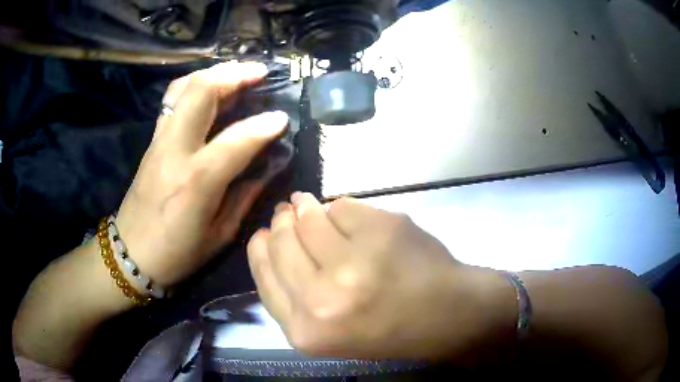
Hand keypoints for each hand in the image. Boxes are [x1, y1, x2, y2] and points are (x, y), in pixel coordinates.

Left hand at [116, 62, 287, 287]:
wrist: (131, 254)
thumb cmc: (177, 253)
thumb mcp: (220, 235)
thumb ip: (244, 196)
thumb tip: (265, 165)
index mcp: (196, 182)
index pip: (236, 140)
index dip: (264, 126)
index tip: (283, 119)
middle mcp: (174, 151)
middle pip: (201, 93)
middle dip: (234, 75)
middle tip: (259, 73)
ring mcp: (159, 141)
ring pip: (183, 88)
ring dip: (214, 73)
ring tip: (237, 72)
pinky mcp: (152, 141)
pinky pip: (172, 100)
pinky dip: (194, 85)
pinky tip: (209, 88)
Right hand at [247, 193, 513, 359]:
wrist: (446, 316)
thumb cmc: (386, 329)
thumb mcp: (325, 330)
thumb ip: (291, 293)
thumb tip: (270, 237)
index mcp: (306, 330)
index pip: (263, 272)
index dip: (262, 246)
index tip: (267, 232)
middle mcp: (322, 299)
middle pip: (281, 240)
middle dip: (283, 222)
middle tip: (289, 211)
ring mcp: (354, 263)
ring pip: (309, 216)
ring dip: (308, 208)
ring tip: (311, 206)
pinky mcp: (381, 231)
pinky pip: (343, 205)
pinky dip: (343, 209)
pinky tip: (353, 220)